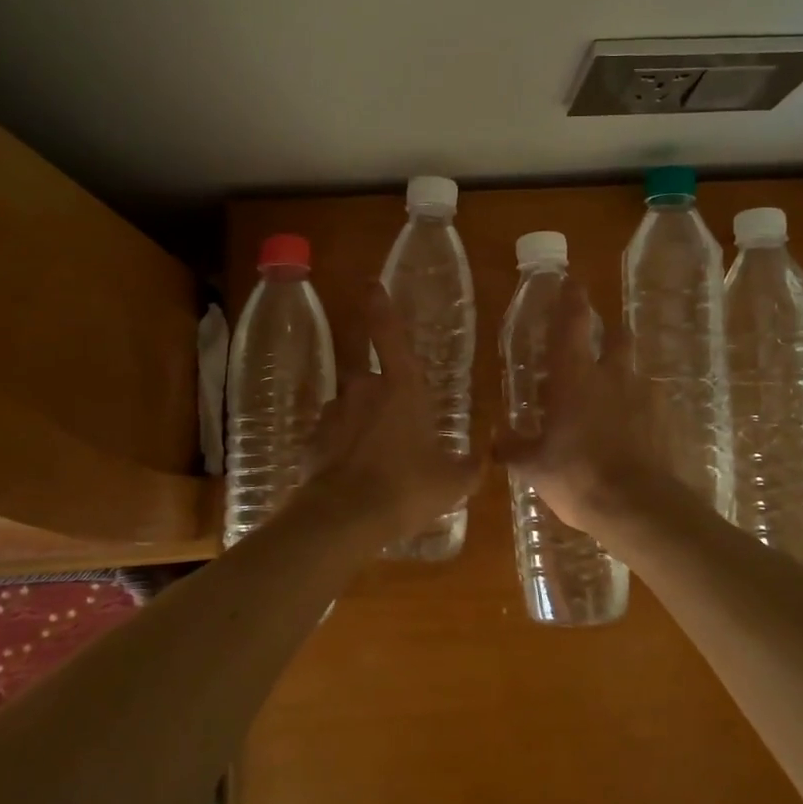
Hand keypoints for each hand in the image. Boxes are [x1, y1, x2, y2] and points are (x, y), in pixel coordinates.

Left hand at [308, 283, 482, 542]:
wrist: (344, 519)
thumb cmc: (406, 488)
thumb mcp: (453, 482)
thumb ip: (472, 465)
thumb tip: (488, 454)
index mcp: (402, 387)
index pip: (389, 334)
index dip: (381, 307)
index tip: (371, 284)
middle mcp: (364, 388)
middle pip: (372, 378)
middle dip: (382, 395)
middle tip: (398, 429)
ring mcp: (335, 411)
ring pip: (352, 406)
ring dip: (362, 423)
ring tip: (377, 460)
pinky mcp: (314, 437)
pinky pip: (334, 433)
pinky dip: (343, 446)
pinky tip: (356, 475)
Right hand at [493, 277, 680, 536]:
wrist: (638, 506)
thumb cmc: (577, 476)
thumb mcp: (534, 466)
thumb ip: (513, 448)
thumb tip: (494, 442)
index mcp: (574, 377)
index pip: (571, 324)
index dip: (570, 299)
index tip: (571, 281)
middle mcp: (611, 376)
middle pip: (617, 336)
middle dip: (608, 330)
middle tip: (597, 336)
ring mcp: (642, 396)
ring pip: (633, 368)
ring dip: (622, 371)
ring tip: (611, 391)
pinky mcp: (663, 420)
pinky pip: (648, 401)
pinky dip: (637, 405)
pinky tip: (629, 426)